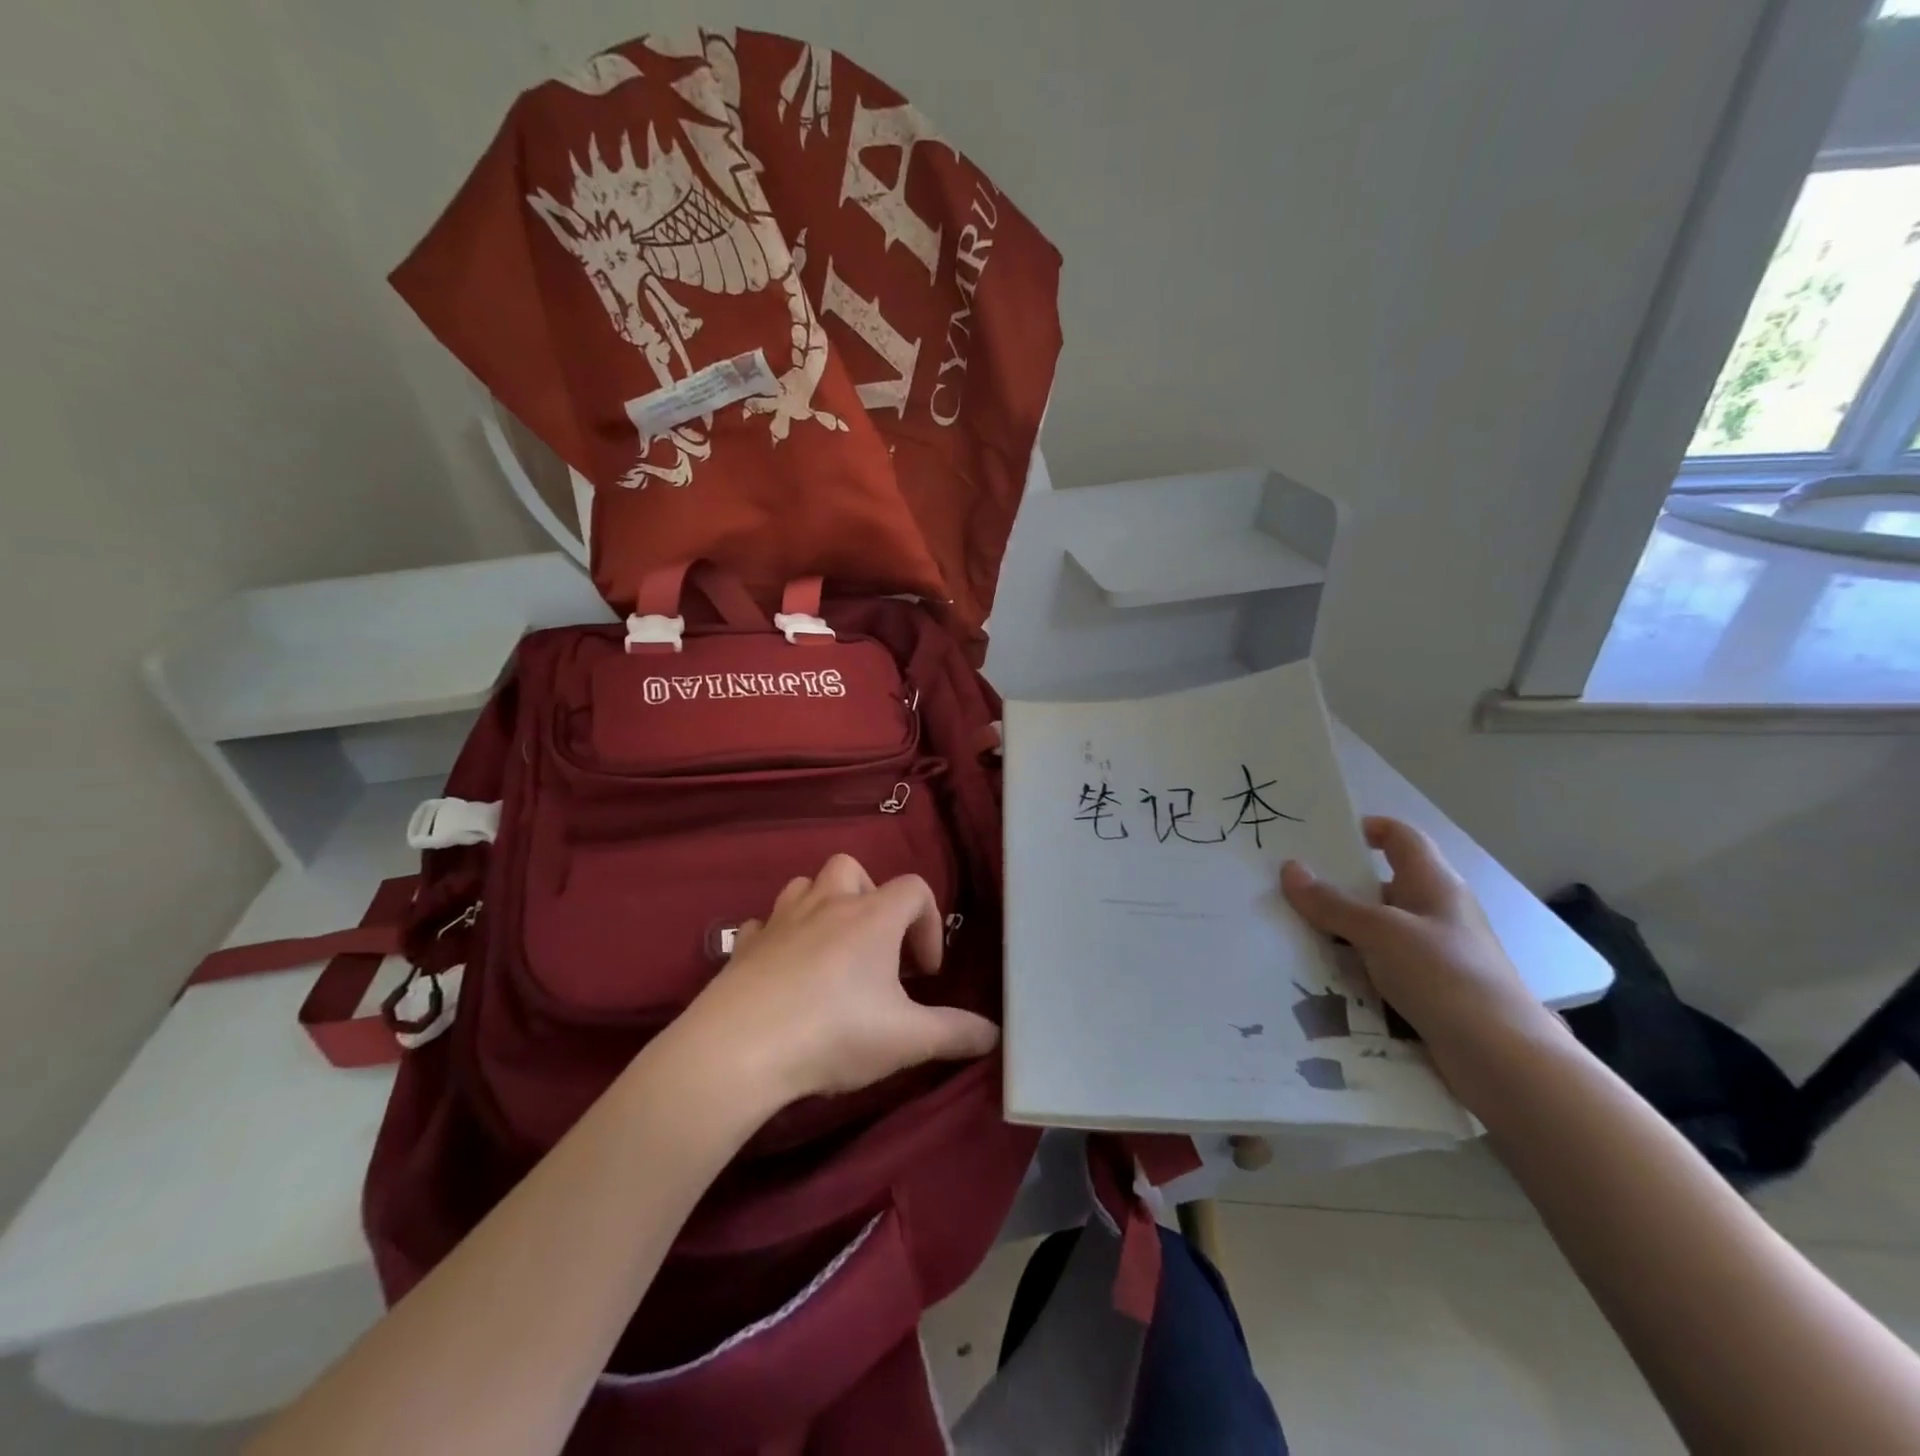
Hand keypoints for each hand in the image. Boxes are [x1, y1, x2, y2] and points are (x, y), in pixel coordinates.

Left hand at [678, 854, 998, 1107]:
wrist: (739, 1050)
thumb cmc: (833, 1033)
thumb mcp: (907, 1040)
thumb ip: (955, 1033)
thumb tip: (994, 1033)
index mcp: (871, 918)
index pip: (914, 889)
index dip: (929, 924)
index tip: (925, 972)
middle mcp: (826, 905)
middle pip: (853, 868)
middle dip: (872, 899)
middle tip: (876, 948)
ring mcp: (779, 920)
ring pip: (805, 886)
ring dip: (824, 908)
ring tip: (832, 953)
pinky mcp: (743, 946)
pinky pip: (765, 924)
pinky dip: (780, 937)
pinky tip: (784, 970)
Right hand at [1280, 816, 1553, 1070]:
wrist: (1502, 1059)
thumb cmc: (1445, 976)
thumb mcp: (1379, 932)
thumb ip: (1332, 903)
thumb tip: (1289, 869)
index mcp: (1434, 884)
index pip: (1400, 837)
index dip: (1366, 829)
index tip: (1321, 837)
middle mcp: (1435, 912)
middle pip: (1380, 885)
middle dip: (1336, 887)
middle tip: (1287, 888)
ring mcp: (1434, 953)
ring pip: (1376, 930)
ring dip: (1339, 932)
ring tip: (1289, 931)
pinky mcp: (1428, 990)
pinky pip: (1380, 967)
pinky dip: (1352, 967)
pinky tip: (1318, 975)